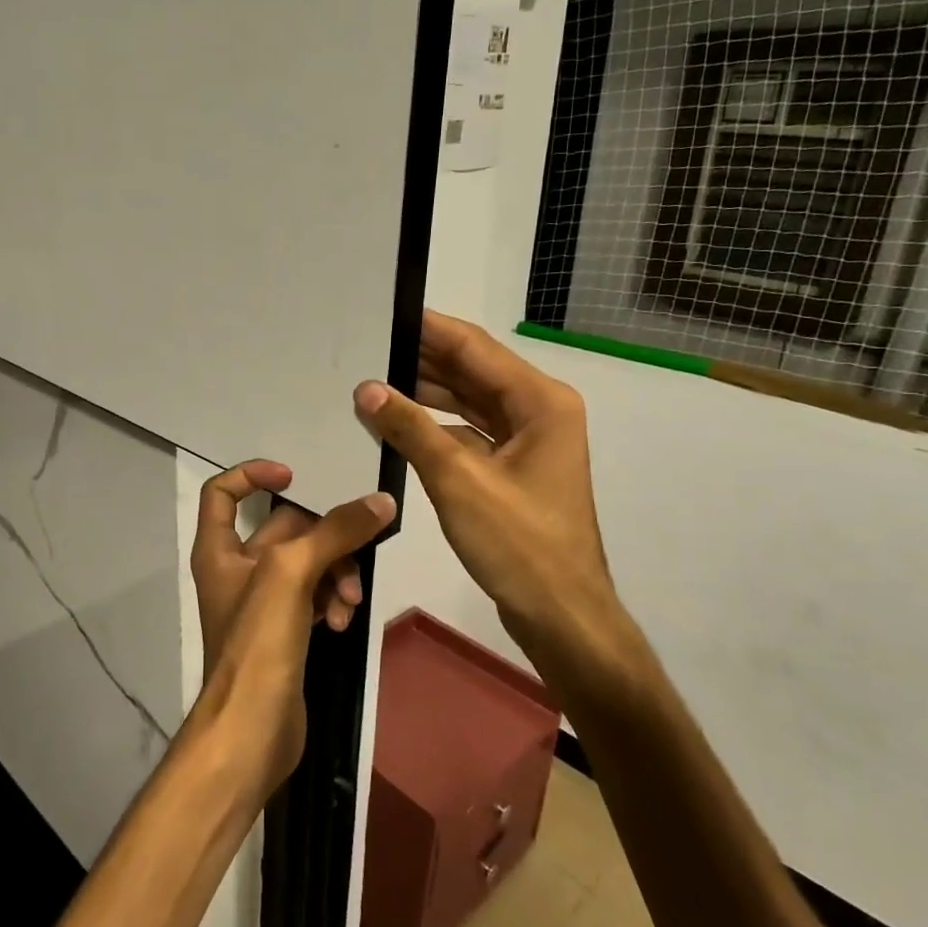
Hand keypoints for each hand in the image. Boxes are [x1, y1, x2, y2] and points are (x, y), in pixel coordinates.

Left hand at [188, 460, 395, 798]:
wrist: (252, 730)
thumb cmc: (257, 643)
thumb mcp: (292, 574)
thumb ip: (336, 532)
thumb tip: (381, 501)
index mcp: (219, 549)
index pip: (223, 492)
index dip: (253, 474)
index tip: (296, 476)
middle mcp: (237, 569)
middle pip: (286, 528)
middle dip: (325, 539)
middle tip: (356, 552)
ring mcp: (263, 602)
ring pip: (309, 564)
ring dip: (336, 574)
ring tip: (348, 602)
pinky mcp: (286, 629)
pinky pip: (316, 596)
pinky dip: (332, 601)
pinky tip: (343, 622)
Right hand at [352, 311, 633, 681]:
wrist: (561, 614)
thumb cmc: (518, 544)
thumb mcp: (458, 480)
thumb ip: (411, 428)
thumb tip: (367, 389)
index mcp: (540, 401)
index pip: (475, 348)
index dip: (429, 328)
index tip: (386, 312)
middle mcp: (539, 411)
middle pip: (473, 372)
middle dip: (422, 360)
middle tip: (368, 346)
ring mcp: (528, 442)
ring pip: (470, 403)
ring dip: (426, 394)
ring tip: (373, 380)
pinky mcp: (514, 469)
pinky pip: (470, 433)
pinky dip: (437, 428)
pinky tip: (398, 425)